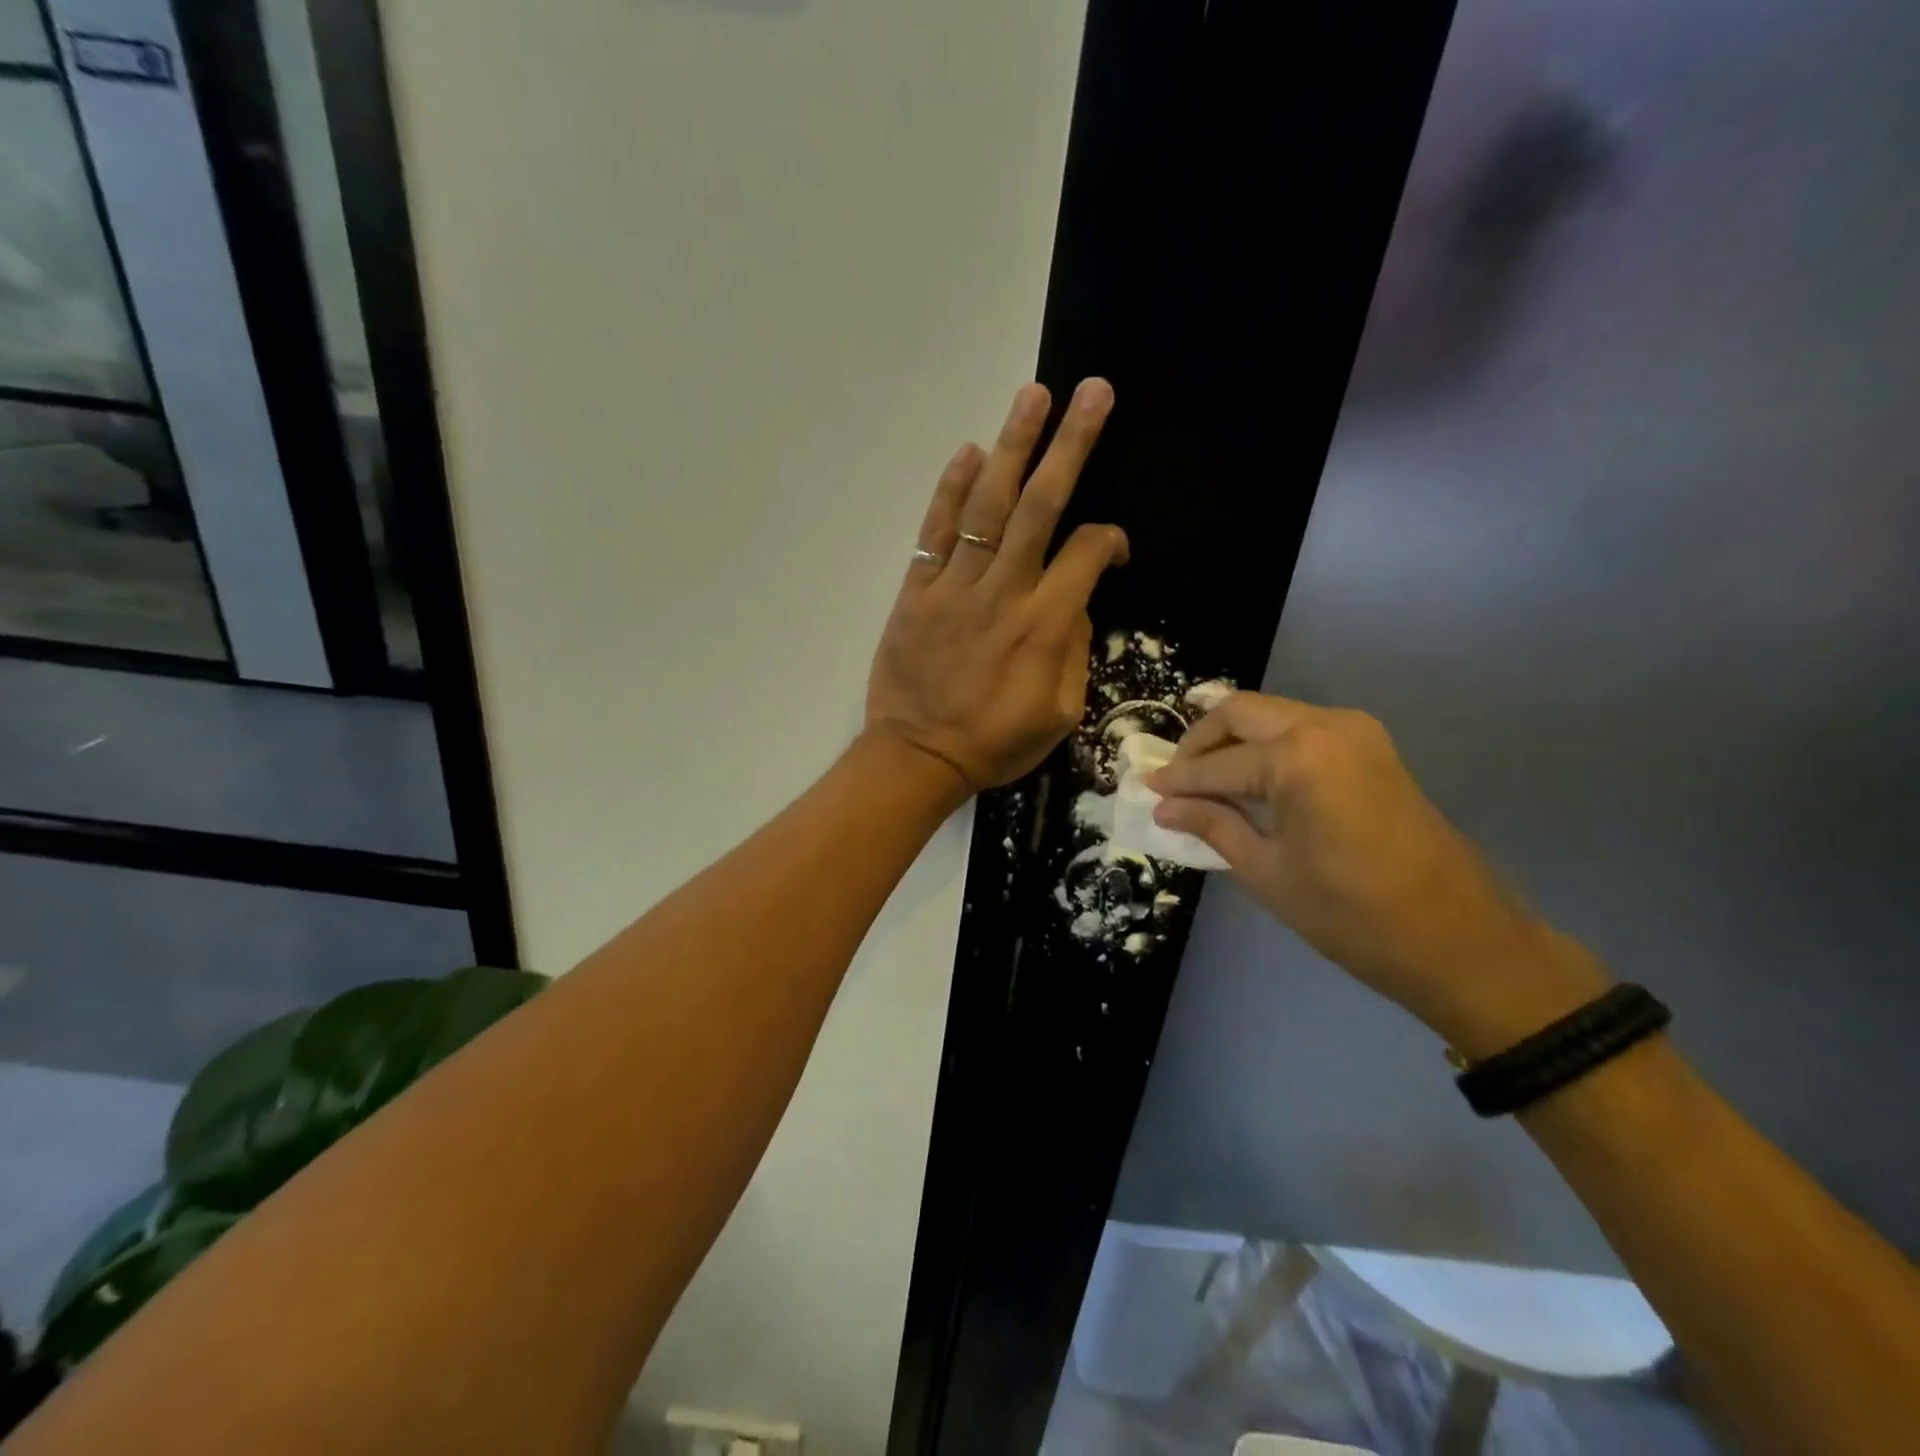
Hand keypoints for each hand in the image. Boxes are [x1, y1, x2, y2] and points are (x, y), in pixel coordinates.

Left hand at [866, 380, 1128, 792]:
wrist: (918, 757)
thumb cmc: (995, 743)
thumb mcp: (1060, 714)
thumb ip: (1074, 652)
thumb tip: (1075, 604)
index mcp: (1045, 625)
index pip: (1087, 554)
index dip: (1110, 541)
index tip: (1114, 547)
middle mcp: (1004, 592)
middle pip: (1041, 506)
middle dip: (1071, 445)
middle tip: (1092, 392)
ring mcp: (955, 587)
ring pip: (988, 506)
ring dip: (1012, 447)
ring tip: (1033, 396)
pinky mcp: (917, 592)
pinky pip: (935, 533)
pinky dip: (950, 491)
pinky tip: (968, 451)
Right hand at [1149, 692, 1609, 1054]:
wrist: (1462, 940)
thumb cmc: (1352, 915)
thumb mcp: (1268, 873)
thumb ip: (1213, 826)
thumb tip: (1165, 807)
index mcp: (1297, 757)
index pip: (1216, 763)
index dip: (1176, 780)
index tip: (1146, 790)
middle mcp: (1326, 726)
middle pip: (1241, 711)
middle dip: (1200, 741)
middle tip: (1175, 778)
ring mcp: (1356, 732)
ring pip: (1273, 714)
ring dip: (1234, 740)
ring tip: (1207, 780)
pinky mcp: (1373, 748)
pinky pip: (1302, 730)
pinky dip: (1267, 746)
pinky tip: (1251, 779)